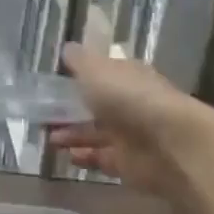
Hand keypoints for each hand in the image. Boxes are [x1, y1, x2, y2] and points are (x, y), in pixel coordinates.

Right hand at [48, 44, 213, 195]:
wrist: (170, 144)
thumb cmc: (129, 97)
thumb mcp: (95, 69)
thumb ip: (79, 61)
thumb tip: (67, 48)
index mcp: (126, 75)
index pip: (102, 73)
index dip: (80, 76)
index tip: (54, 83)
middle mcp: (131, 103)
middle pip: (98, 106)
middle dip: (72, 110)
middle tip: (43, 114)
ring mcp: (132, 135)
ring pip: (98, 133)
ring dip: (74, 135)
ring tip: (48, 138)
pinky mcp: (131, 164)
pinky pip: (103, 158)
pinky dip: (86, 157)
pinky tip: (66, 157)